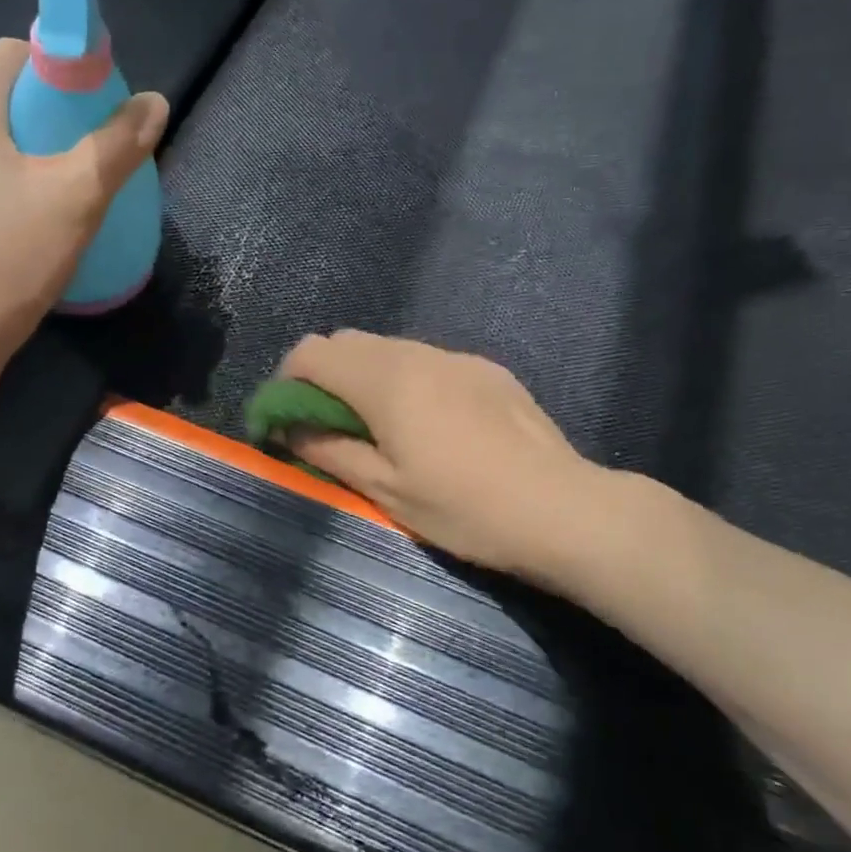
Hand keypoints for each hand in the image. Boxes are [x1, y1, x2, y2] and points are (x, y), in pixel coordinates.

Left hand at [0, 39, 167, 343]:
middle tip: (95, 140)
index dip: (56, 61)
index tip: (93, 94)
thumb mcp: (79, 195)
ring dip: (38, 148)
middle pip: (4, 98)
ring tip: (76, 178)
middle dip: (54, 109)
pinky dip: (20, 179)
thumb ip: (117, 144)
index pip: (9, 54)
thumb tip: (154, 103)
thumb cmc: (15, 255)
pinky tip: (46, 213)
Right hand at [278, 331, 620, 579]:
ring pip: (388, 348)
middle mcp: (416, 353)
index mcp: (385, 380)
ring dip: (365, 376)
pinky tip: (430, 424)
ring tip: (379, 426)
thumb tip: (289, 426)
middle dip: (323, 376)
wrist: (564, 509)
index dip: (286, 381)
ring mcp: (456, 357)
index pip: (311, 352)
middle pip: (347, 341)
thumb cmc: (464, 508)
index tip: (286, 421)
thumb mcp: (385, 490)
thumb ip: (329, 450)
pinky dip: (405, 379)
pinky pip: (426, 360)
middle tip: (328, 425)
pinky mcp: (486, 369)